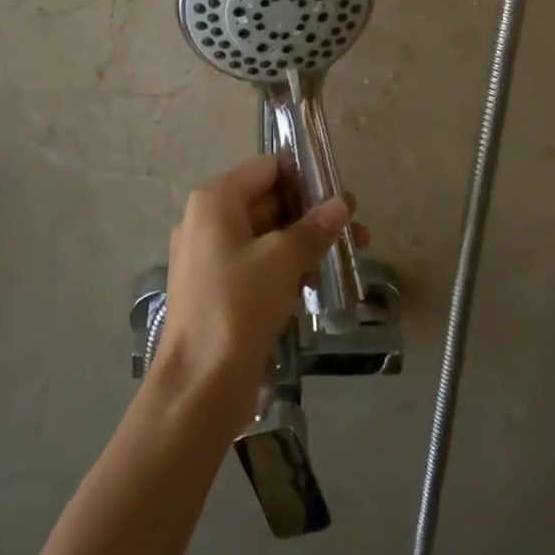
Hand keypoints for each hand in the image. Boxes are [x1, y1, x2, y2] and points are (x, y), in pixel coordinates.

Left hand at [153, 156, 363, 435]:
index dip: (305, 176)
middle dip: (311, 214)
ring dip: (304, 243)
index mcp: (215, 200)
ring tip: (347, 259)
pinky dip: (286, 267)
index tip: (340, 194)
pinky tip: (318, 284)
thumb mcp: (283, 260)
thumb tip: (343, 203)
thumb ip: (314, 227)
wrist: (199, 387)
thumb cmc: (238, 306)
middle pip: (267, 200)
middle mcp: (207, 220)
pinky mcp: (217, 288)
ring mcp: (209, 256)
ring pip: (265, 235)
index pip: (267, 168)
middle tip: (355, 229)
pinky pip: (257, 263)